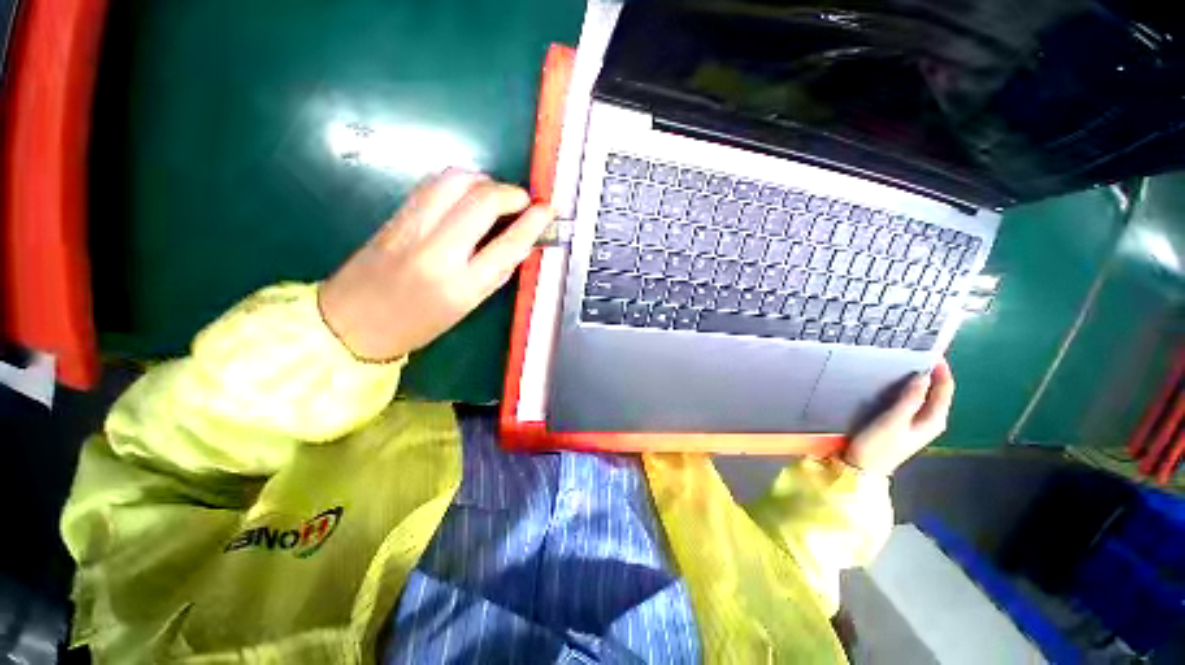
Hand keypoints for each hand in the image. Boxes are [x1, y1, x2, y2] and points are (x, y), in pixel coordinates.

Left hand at [318, 169, 554, 361]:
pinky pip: (433, 185)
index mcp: (461, 286)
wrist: (351, 324)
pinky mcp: (395, 216)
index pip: (507, 245)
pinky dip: (459, 181)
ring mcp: (412, 228)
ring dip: (484, 180)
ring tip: (495, 193)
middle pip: (482, 201)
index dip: (533, 223)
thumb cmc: (417, 325)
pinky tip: (468, 193)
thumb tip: (517, 243)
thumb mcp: (466, 307)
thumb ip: (493, 273)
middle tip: (523, 200)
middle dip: (510, 192)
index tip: (547, 210)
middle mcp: (437, 252)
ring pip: (455, 181)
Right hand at [843, 359, 954, 475]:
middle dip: (932, 373)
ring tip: (907, 362)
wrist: (863, 468)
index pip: (945, 390)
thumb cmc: (878, 445)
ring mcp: (917, 423)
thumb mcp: (893, 421)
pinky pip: (913, 401)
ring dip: (920, 380)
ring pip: (925, 396)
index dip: (941, 370)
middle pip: (937, 392)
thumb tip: (923, 376)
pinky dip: (909, 389)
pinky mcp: (903, 423)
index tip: (933, 351)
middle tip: (918, 353)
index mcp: (933, 420)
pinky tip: (897, 382)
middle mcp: (930, 420)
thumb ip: (910, 400)